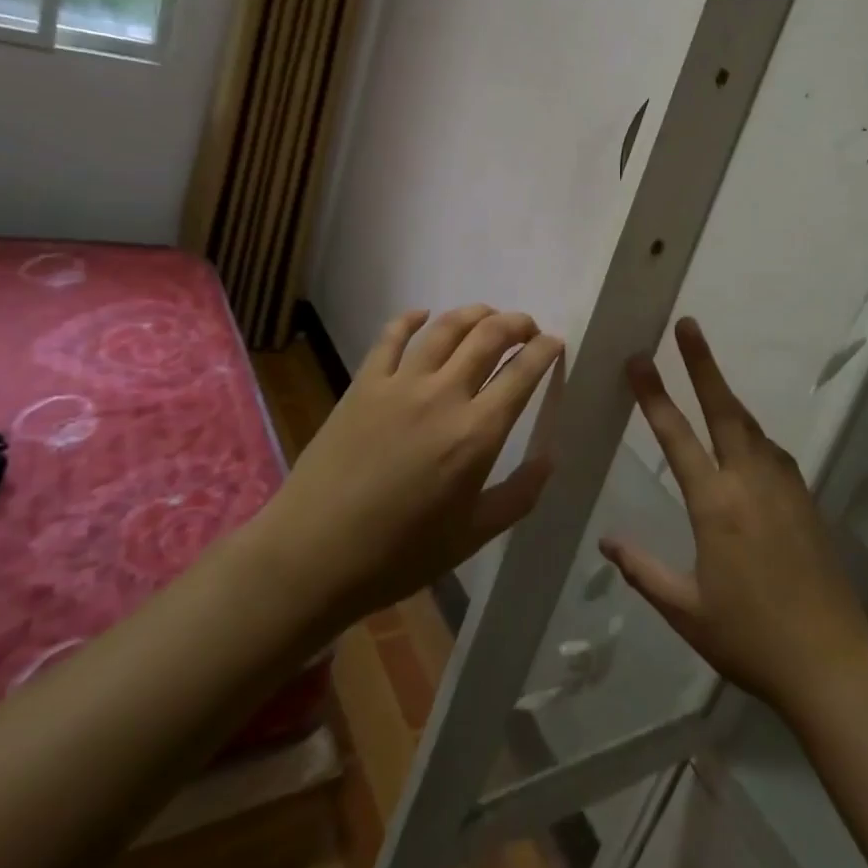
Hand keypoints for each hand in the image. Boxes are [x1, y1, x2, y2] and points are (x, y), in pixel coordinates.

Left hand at [265, 305, 562, 625]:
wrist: (312, 555)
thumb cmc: (399, 554)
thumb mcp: (472, 536)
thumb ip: (518, 495)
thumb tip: (549, 459)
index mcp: (476, 433)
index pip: (523, 373)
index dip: (545, 350)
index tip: (555, 344)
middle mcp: (443, 395)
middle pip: (489, 335)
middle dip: (517, 323)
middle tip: (527, 328)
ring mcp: (400, 383)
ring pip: (446, 326)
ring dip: (475, 313)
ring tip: (488, 316)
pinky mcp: (364, 383)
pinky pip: (391, 335)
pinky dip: (412, 318)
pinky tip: (423, 315)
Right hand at [601, 319, 867, 722]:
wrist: (831, 661)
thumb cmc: (750, 637)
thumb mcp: (686, 610)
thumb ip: (644, 572)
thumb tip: (606, 542)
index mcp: (715, 505)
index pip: (677, 437)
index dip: (654, 396)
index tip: (638, 359)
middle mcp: (750, 482)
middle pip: (724, 409)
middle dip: (702, 364)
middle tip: (687, 325)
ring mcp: (783, 487)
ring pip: (751, 426)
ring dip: (727, 395)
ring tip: (708, 373)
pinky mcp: (805, 499)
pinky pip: (773, 451)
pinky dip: (752, 432)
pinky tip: (747, 438)